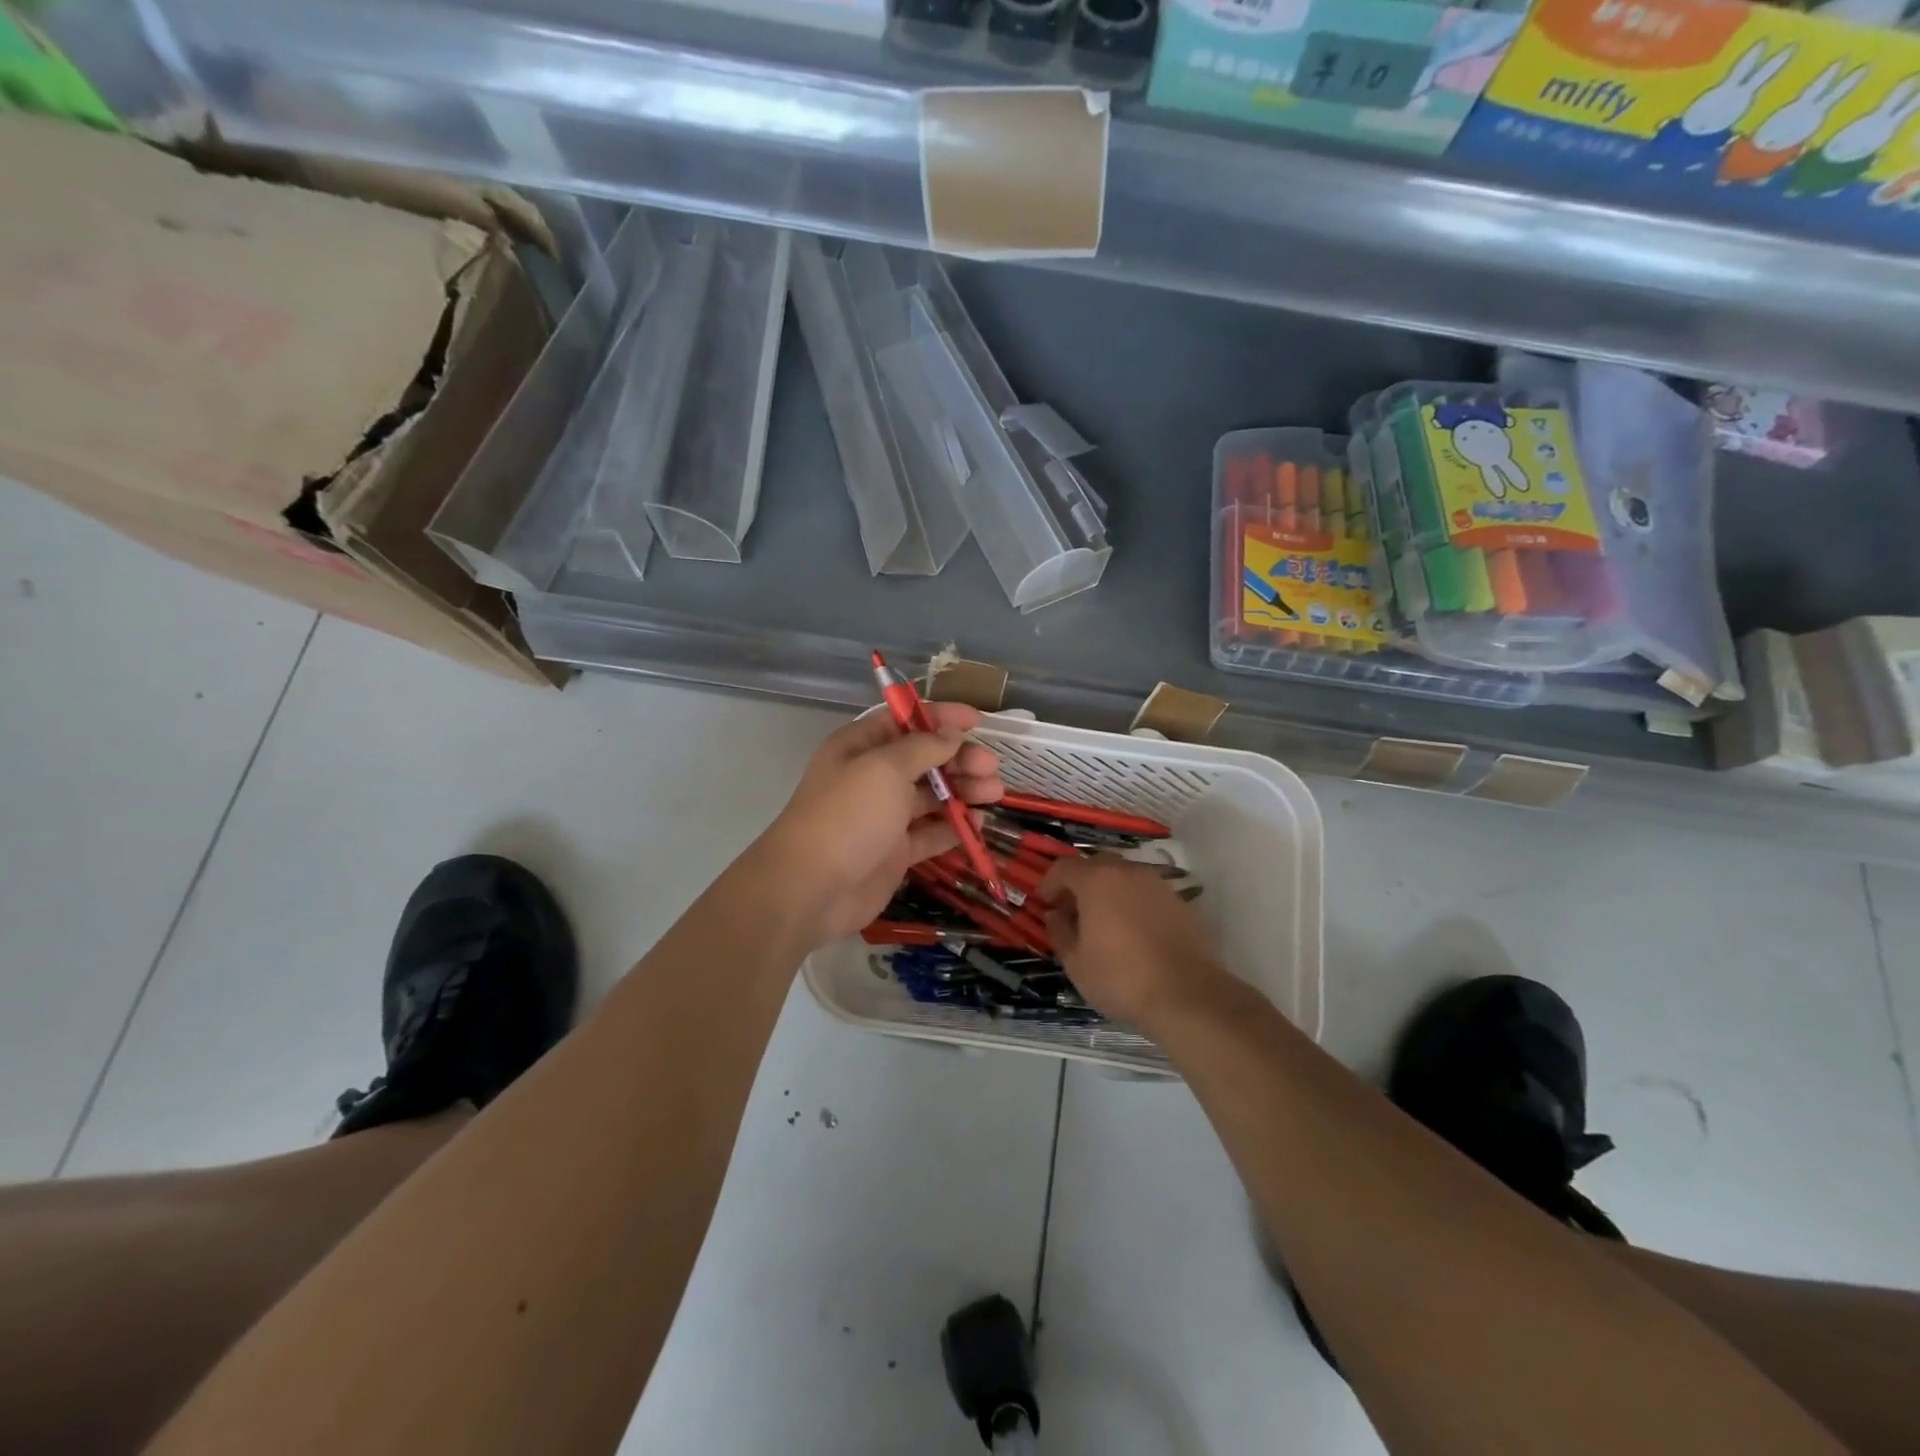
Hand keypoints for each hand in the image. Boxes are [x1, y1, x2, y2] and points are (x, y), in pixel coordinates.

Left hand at [755, 704, 1003, 950]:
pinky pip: (931, 832)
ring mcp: (885, 816)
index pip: (906, 721)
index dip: (942, 717)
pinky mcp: (896, 851)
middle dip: (960, 758)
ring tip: (994, 794)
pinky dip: (955, 826)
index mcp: (862, 746)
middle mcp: (873, 777)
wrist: (811, 888)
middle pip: (925, 759)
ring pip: (932, 795)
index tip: (978, 721)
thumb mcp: (885, 768)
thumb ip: (924, 747)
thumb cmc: (848, 815)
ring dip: (964, 791)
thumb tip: (951, 732)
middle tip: (991, 768)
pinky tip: (979, 823)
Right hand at [1037, 857, 1231, 1027]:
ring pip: (1124, 877)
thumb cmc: (1121, 977)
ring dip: (1108, 892)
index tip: (1046, 903)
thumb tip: (1056, 915)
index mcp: (1096, 880)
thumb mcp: (1076, 962)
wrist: (1187, 994)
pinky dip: (1133, 903)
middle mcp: (1128, 872)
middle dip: (1080, 884)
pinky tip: (1133, 933)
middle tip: (1072, 911)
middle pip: (1096, 865)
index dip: (1050, 883)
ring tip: (1103, 923)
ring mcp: (1157, 884)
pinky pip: (1146, 893)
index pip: (1064, 867)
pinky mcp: (1179, 902)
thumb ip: (1060, 932)